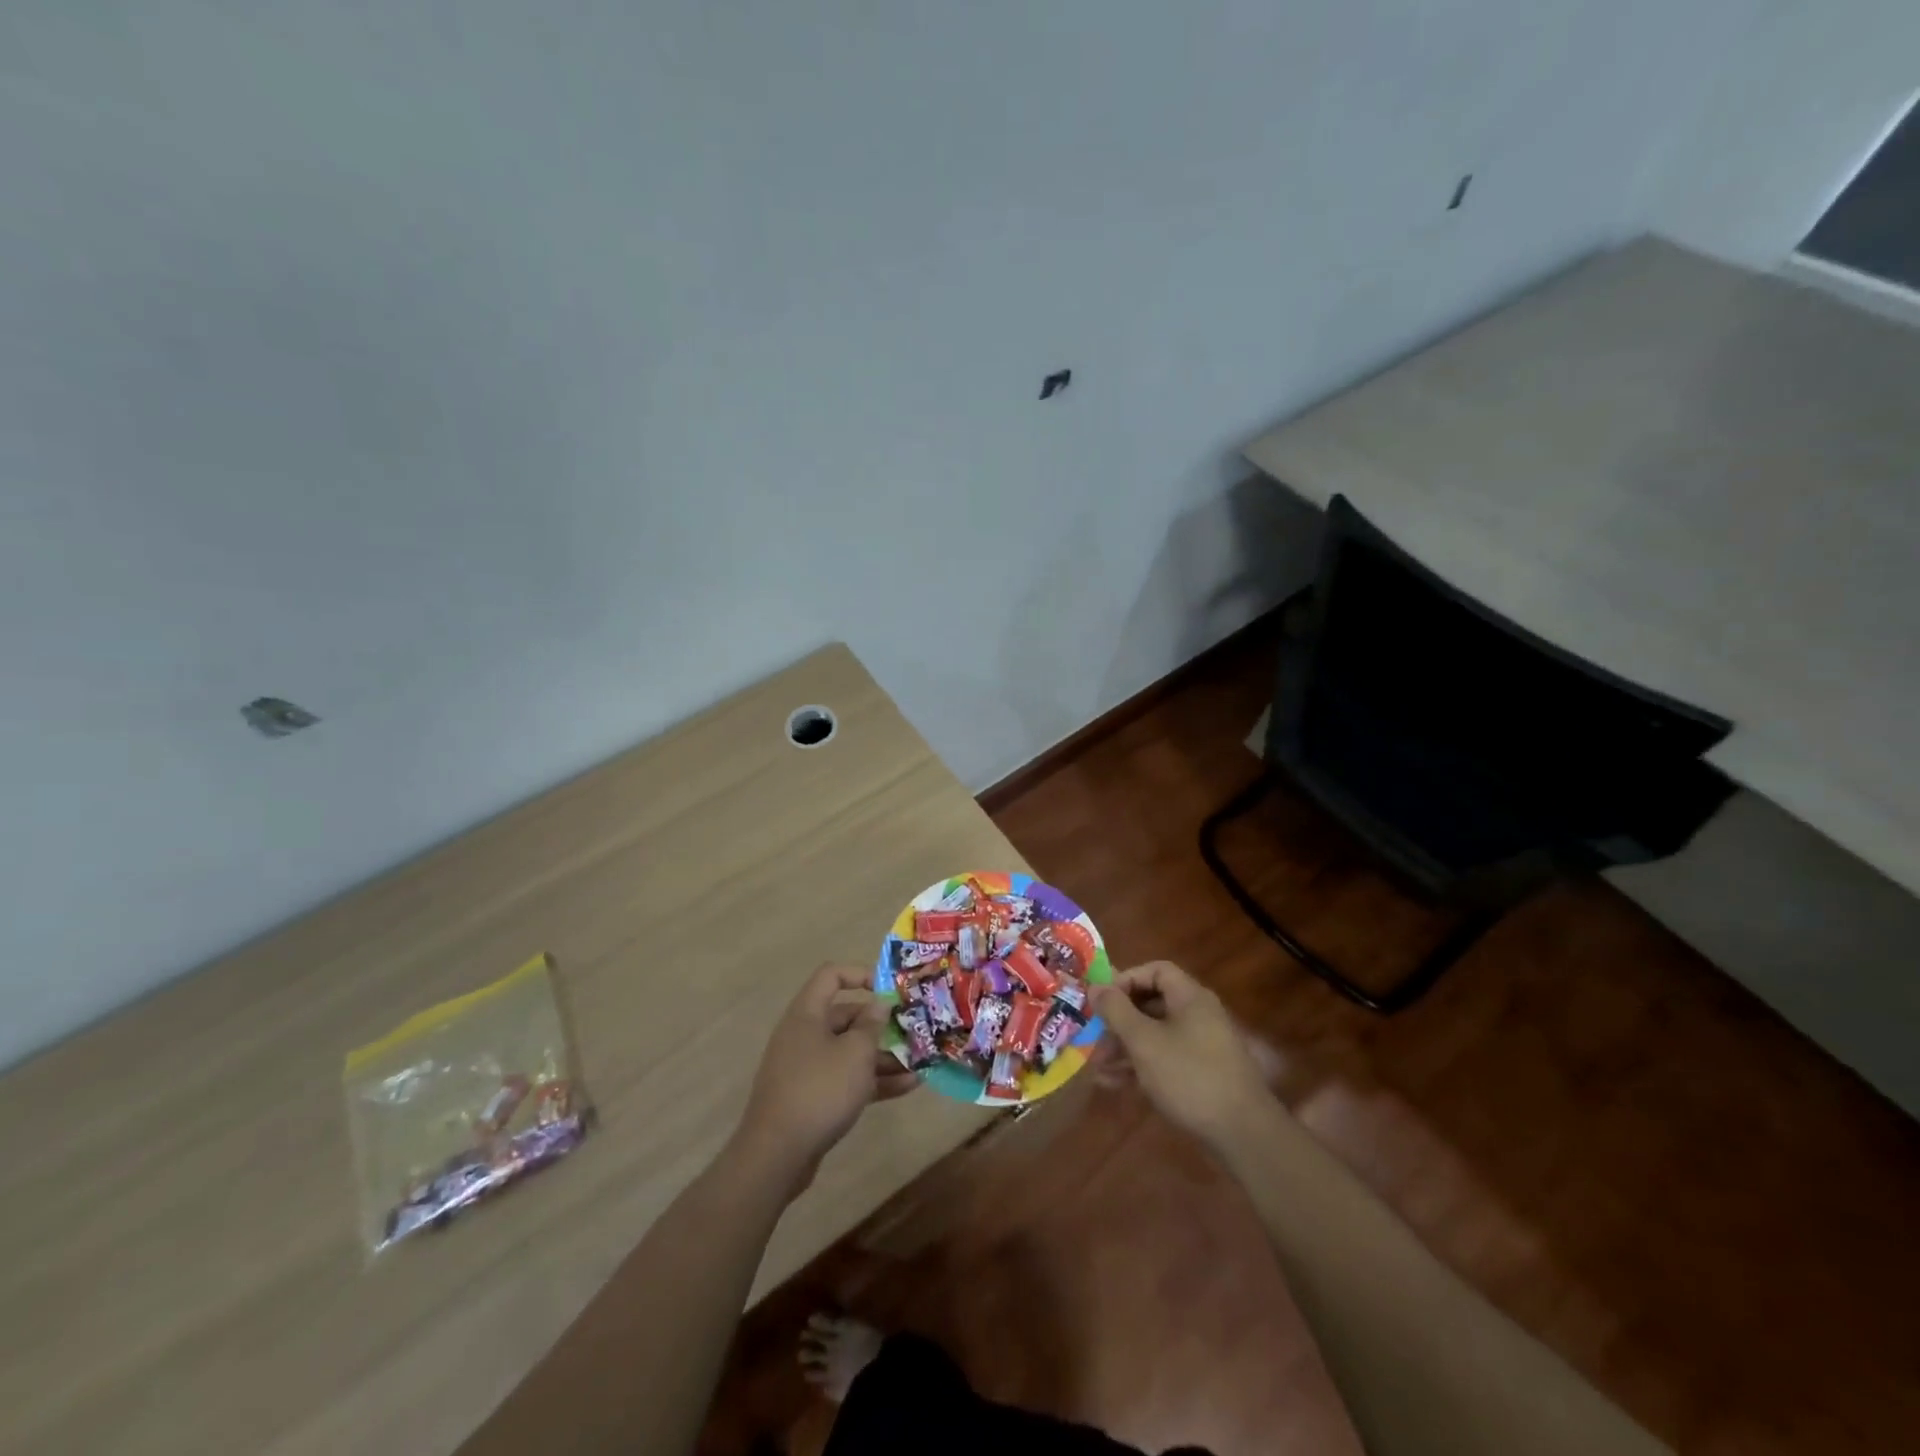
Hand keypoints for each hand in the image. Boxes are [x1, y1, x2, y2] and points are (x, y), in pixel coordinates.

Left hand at [730, 964, 917, 1195]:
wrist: (777, 1155)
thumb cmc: (820, 1090)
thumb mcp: (855, 1053)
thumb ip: (872, 1024)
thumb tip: (878, 1004)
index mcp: (807, 1014)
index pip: (832, 975)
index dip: (861, 974)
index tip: (890, 989)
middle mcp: (805, 1034)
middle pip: (846, 1016)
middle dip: (881, 1023)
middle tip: (914, 1029)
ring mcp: (807, 1067)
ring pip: (850, 1051)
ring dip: (884, 1056)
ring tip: (920, 1062)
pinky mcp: (813, 1097)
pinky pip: (847, 1079)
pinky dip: (874, 1080)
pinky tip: (908, 1087)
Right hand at [1092, 960, 1272, 1149]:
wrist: (1243, 1134)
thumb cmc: (1189, 1076)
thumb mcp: (1144, 1041)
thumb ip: (1116, 1011)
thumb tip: (1096, 986)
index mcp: (1190, 997)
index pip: (1156, 971)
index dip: (1126, 979)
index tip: (1103, 1001)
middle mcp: (1198, 1015)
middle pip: (1152, 1004)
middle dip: (1120, 1020)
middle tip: (1095, 1038)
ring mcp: (1202, 1046)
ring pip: (1156, 1035)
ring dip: (1125, 1047)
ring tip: (1098, 1067)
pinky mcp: (1202, 1074)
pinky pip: (1165, 1059)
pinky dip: (1141, 1066)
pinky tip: (1115, 1084)